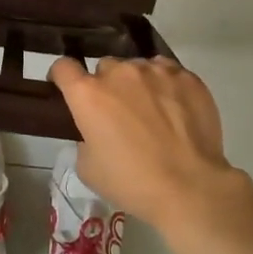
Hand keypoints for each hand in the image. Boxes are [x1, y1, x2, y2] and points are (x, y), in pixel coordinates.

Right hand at [47, 55, 243, 228]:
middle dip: (107, 85)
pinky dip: (166, 85)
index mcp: (88, 94)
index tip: (67, 88)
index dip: (62, 76)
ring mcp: (156, 71)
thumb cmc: (132, 182)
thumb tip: (97, 129)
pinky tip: (176, 109)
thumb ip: (85, 138)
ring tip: (152, 112)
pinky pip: (168, 72)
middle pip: (106, 67)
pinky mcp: (186, 76)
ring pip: (139, 67)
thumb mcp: (89, 168)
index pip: (64, 67)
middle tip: (118, 112)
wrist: (189, 186)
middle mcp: (120, 73)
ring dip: (138, 84)